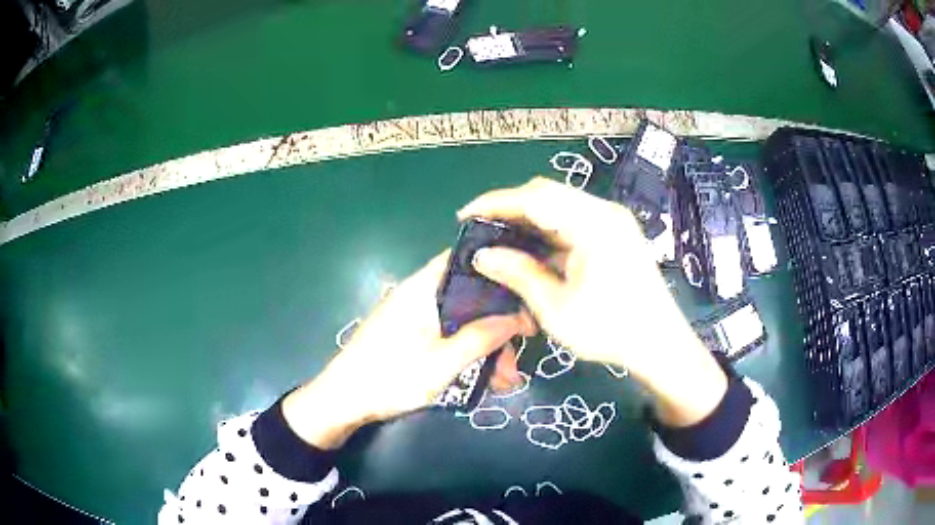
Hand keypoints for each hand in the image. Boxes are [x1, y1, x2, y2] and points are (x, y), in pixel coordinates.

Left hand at [282, 251, 533, 448]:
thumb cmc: (390, 377)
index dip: (499, 272)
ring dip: (486, 346)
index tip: (525, 297)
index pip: (466, 260)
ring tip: (506, 380)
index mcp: (423, 289)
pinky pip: (448, 335)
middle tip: (520, 353)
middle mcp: (420, 294)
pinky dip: (467, 352)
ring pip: (462, 320)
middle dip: (498, 324)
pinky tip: (486, 379)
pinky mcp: (411, 334)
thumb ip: (480, 337)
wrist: (342, 400)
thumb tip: (517, 318)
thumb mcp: (442, 363)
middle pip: (469, 296)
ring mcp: (415, 315)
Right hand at [460, 178, 726, 426]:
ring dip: (528, 219)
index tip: (465, 216)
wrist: (658, 344)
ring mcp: (612, 221)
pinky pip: (573, 221)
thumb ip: (519, 274)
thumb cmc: (610, 329)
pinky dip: (548, 230)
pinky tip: (530, 248)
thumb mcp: (556, 307)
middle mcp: (604, 212)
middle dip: (510, 208)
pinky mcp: (614, 233)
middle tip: (480, 228)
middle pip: (548, 194)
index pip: (535, 198)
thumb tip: (483, 255)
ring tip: (498, 238)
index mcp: (593, 223)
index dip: (496, 203)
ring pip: (560, 206)